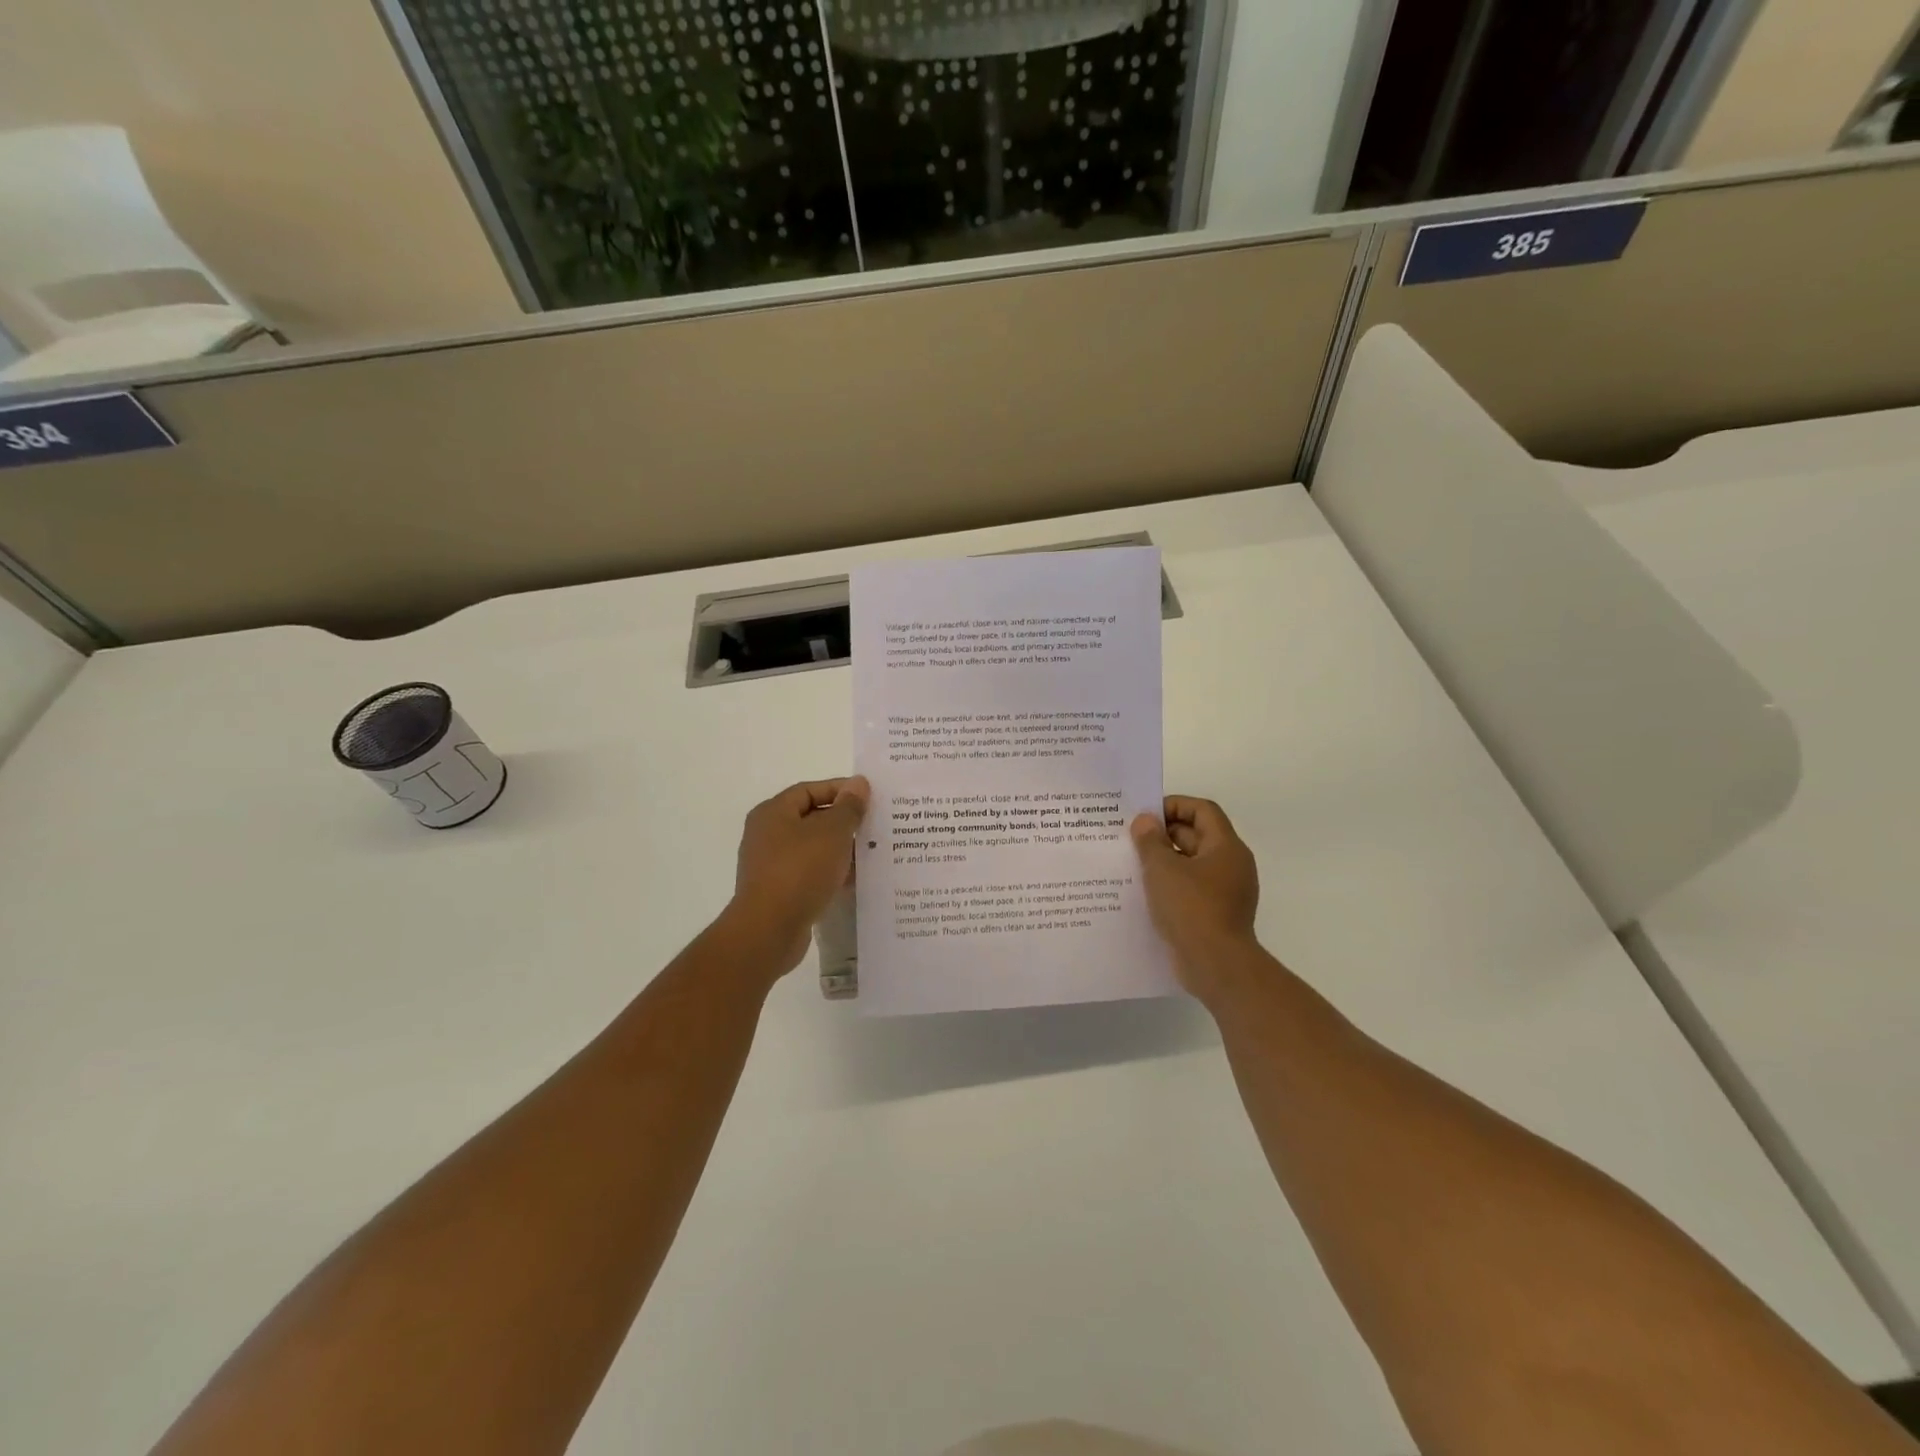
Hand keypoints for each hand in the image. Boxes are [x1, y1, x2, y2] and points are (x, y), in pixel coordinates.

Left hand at [724, 777, 868, 975]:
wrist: (769, 930)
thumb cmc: (800, 870)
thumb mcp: (832, 832)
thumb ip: (849, 806)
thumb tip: (858, 783)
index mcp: (773, 812)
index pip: (810, 790)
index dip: (840, 790)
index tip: (869, 798)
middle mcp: (767, 835)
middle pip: (811, 818)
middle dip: (843, 821)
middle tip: (874, 825)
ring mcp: (770, 865)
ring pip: (812, 849)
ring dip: (839, 850)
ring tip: (870, 853)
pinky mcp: (778, 892)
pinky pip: (809, 874)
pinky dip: (830, 873)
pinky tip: (853, 881)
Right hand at [1131, 796, 1261, 997]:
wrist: (1216, 965)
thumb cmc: (1191, 907)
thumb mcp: (1162, 868)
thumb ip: (1150, 840)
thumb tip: (1145, 821)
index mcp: (1226, 847)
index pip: (1203, 810)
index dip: (1174, 805)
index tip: (1146, 815)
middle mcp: (1231, 865)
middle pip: (1197, 836)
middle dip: (1164, 834)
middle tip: (1131, 838)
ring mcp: (1226, 891)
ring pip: (1192, 864)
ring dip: (1165, 861)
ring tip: (1133, 864)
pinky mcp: (1217, 914)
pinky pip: (1192, 889)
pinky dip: (1171, 885)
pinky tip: (1146, 893)